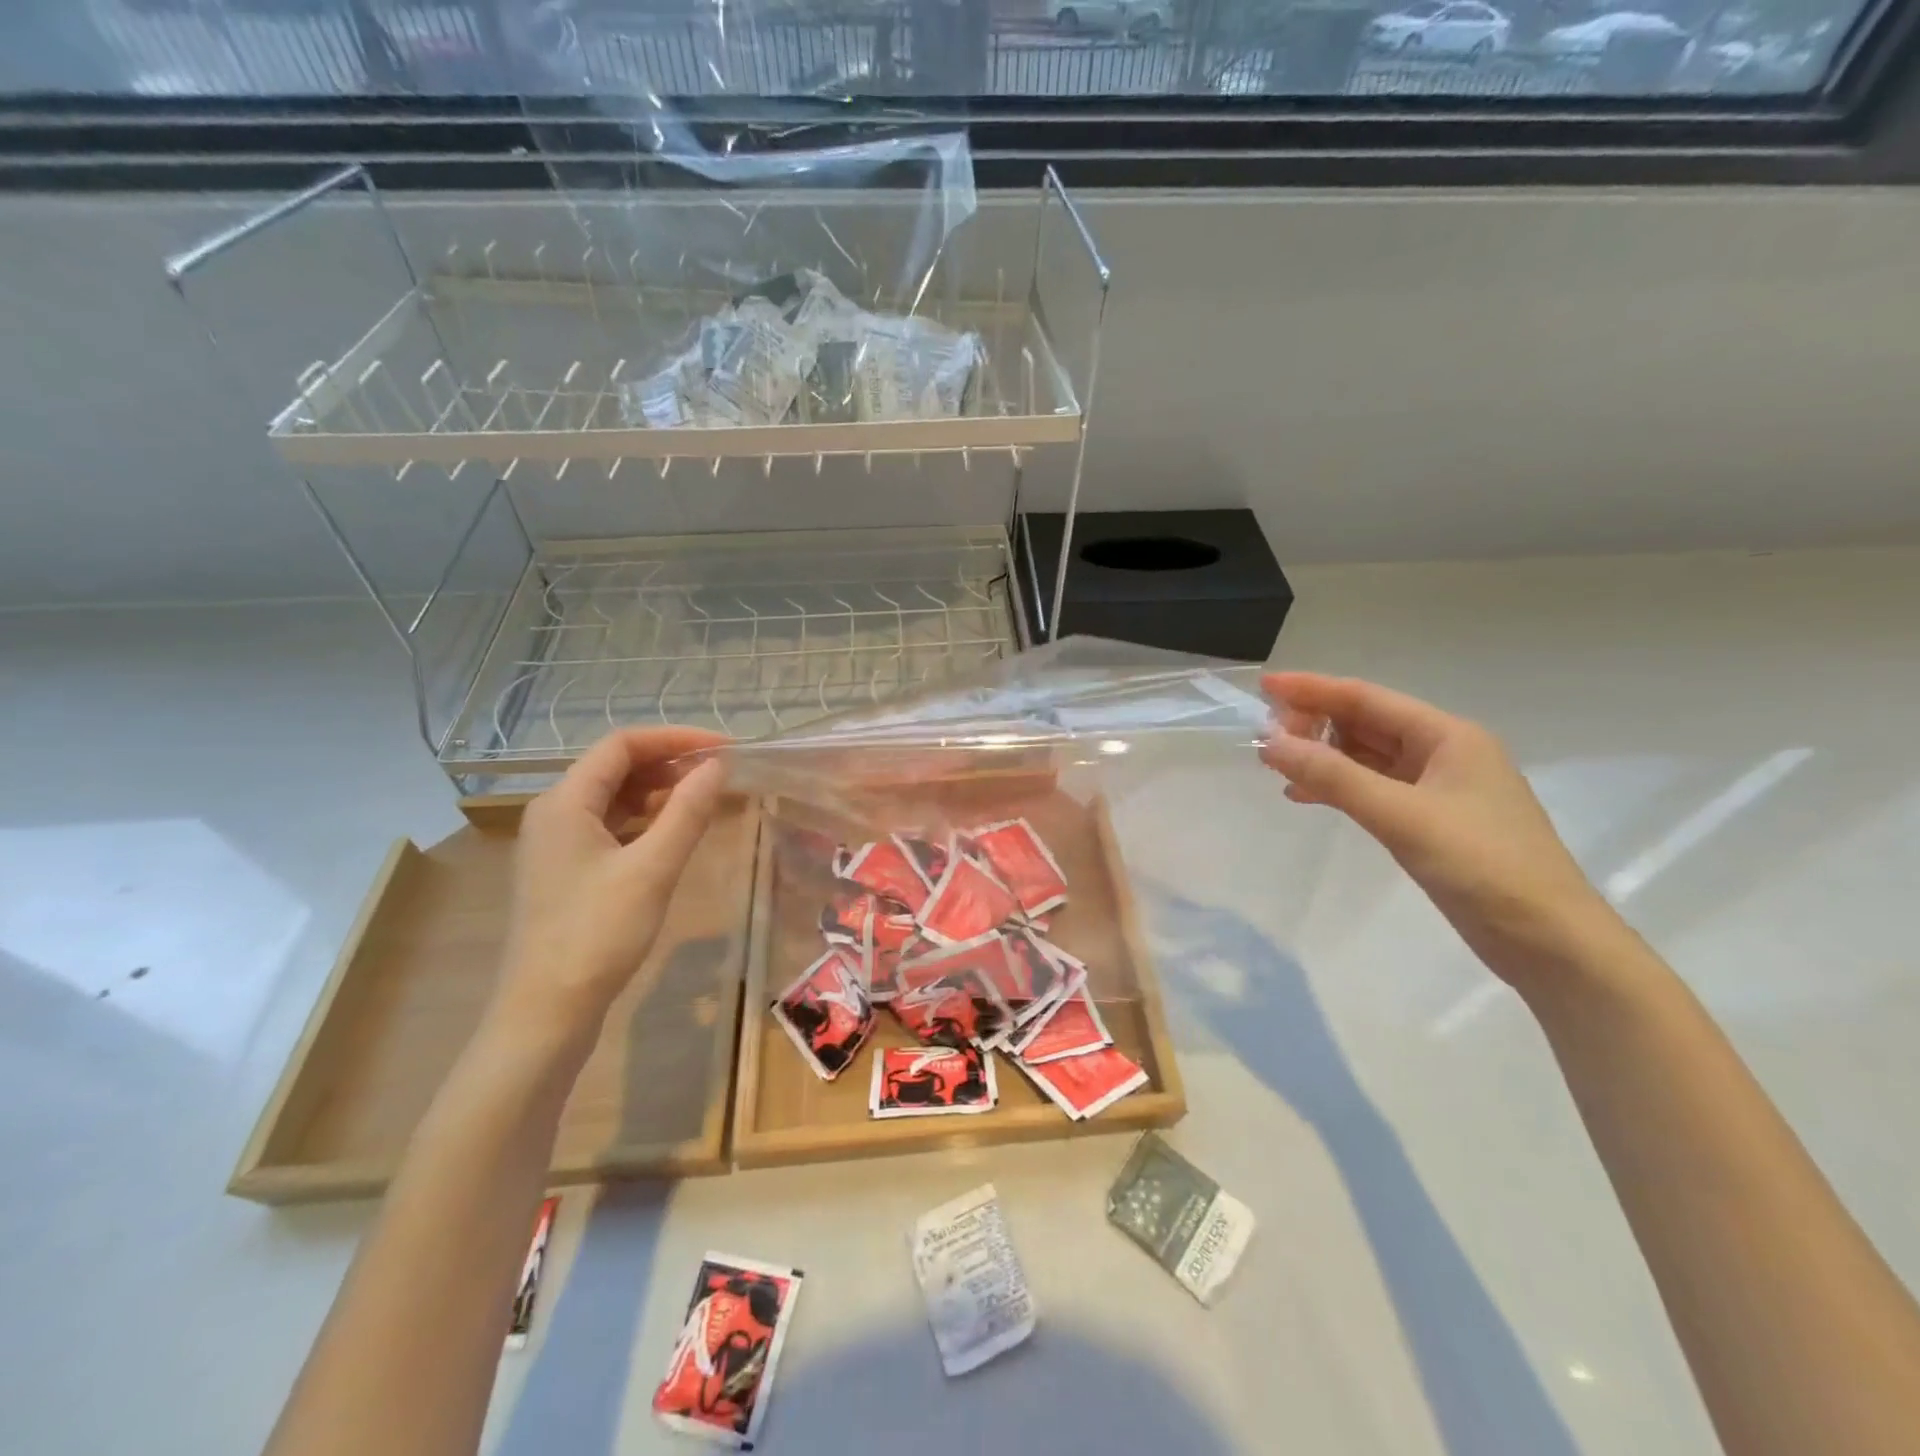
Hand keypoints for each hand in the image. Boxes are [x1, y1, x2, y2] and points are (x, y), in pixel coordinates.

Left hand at [495, 727, 728, 1042]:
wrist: (546, 1013)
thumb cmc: (598, 934)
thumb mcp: (652, 869)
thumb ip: (687, 812)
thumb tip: (717, 767)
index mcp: (565, 802)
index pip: (622, 745)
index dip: (675, 738)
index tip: (724, 748)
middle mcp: (554, 813)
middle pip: (615, 767)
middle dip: (669, 762)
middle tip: (720, 772)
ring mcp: (557, 844)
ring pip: (613, 798)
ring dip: (659, 790)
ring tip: (705, 797)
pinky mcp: (566, 872)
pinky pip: (610, 826)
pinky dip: (645, 819)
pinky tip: (675, 832)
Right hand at [1260, 672, 1613, 984]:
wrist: (1549, 941)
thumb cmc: (1482, 866)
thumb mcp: (1401, 816)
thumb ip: (1333, 777)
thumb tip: (1270, 743)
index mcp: (1447, 736)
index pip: (1366, 698)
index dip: (1312, 689)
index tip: (1265, 685)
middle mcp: (1442, 752)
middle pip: (1365, 724)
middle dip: (1314, 724)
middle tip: (1265, 739)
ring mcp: (1437, 788)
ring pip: (1365, 757)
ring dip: (1322, 757)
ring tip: (1276, 764)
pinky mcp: (1430, 821)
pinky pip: (1372, 789)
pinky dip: (1337, 788)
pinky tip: (1304, 796)